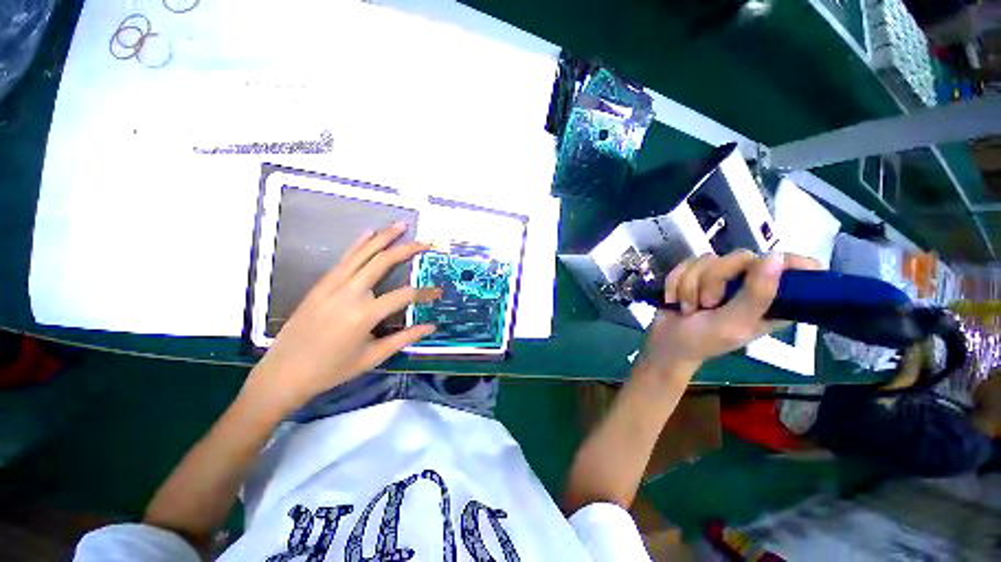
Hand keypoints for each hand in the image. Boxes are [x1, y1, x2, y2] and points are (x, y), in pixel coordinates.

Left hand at [243, 222, 439, 414]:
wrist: (283, 373)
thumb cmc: (332, 369)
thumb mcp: (373, 357)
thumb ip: (404, 338)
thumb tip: (431, 327)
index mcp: (364, 314)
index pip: (404, 295)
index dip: (425, 293)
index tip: (439, 292)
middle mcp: (349, 293)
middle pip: (382, 262)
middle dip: (406, 249)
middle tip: (424, 243)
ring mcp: (332, 285)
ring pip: (362, 253)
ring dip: (383, 237)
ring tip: (400, 225)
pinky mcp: (321, 284)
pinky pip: (344, 259)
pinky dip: (359, 244)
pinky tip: (369, 233)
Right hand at [638, 250, 820, 377]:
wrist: (665, 343)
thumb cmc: (702, 341)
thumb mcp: (734, 323)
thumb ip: (757, 294)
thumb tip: (775, 257)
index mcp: (773, 299)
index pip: (800, 268)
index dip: (791, 262)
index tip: (769, 265)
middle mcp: (750, 282)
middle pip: (741, 256)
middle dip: (713, 280)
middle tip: (707, 304)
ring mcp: (721, 277)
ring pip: (708, 259)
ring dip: (689, 285)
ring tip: (689, 307)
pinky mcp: (696, 273)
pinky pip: (686, 263)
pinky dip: (675, 283)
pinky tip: (675, 299)